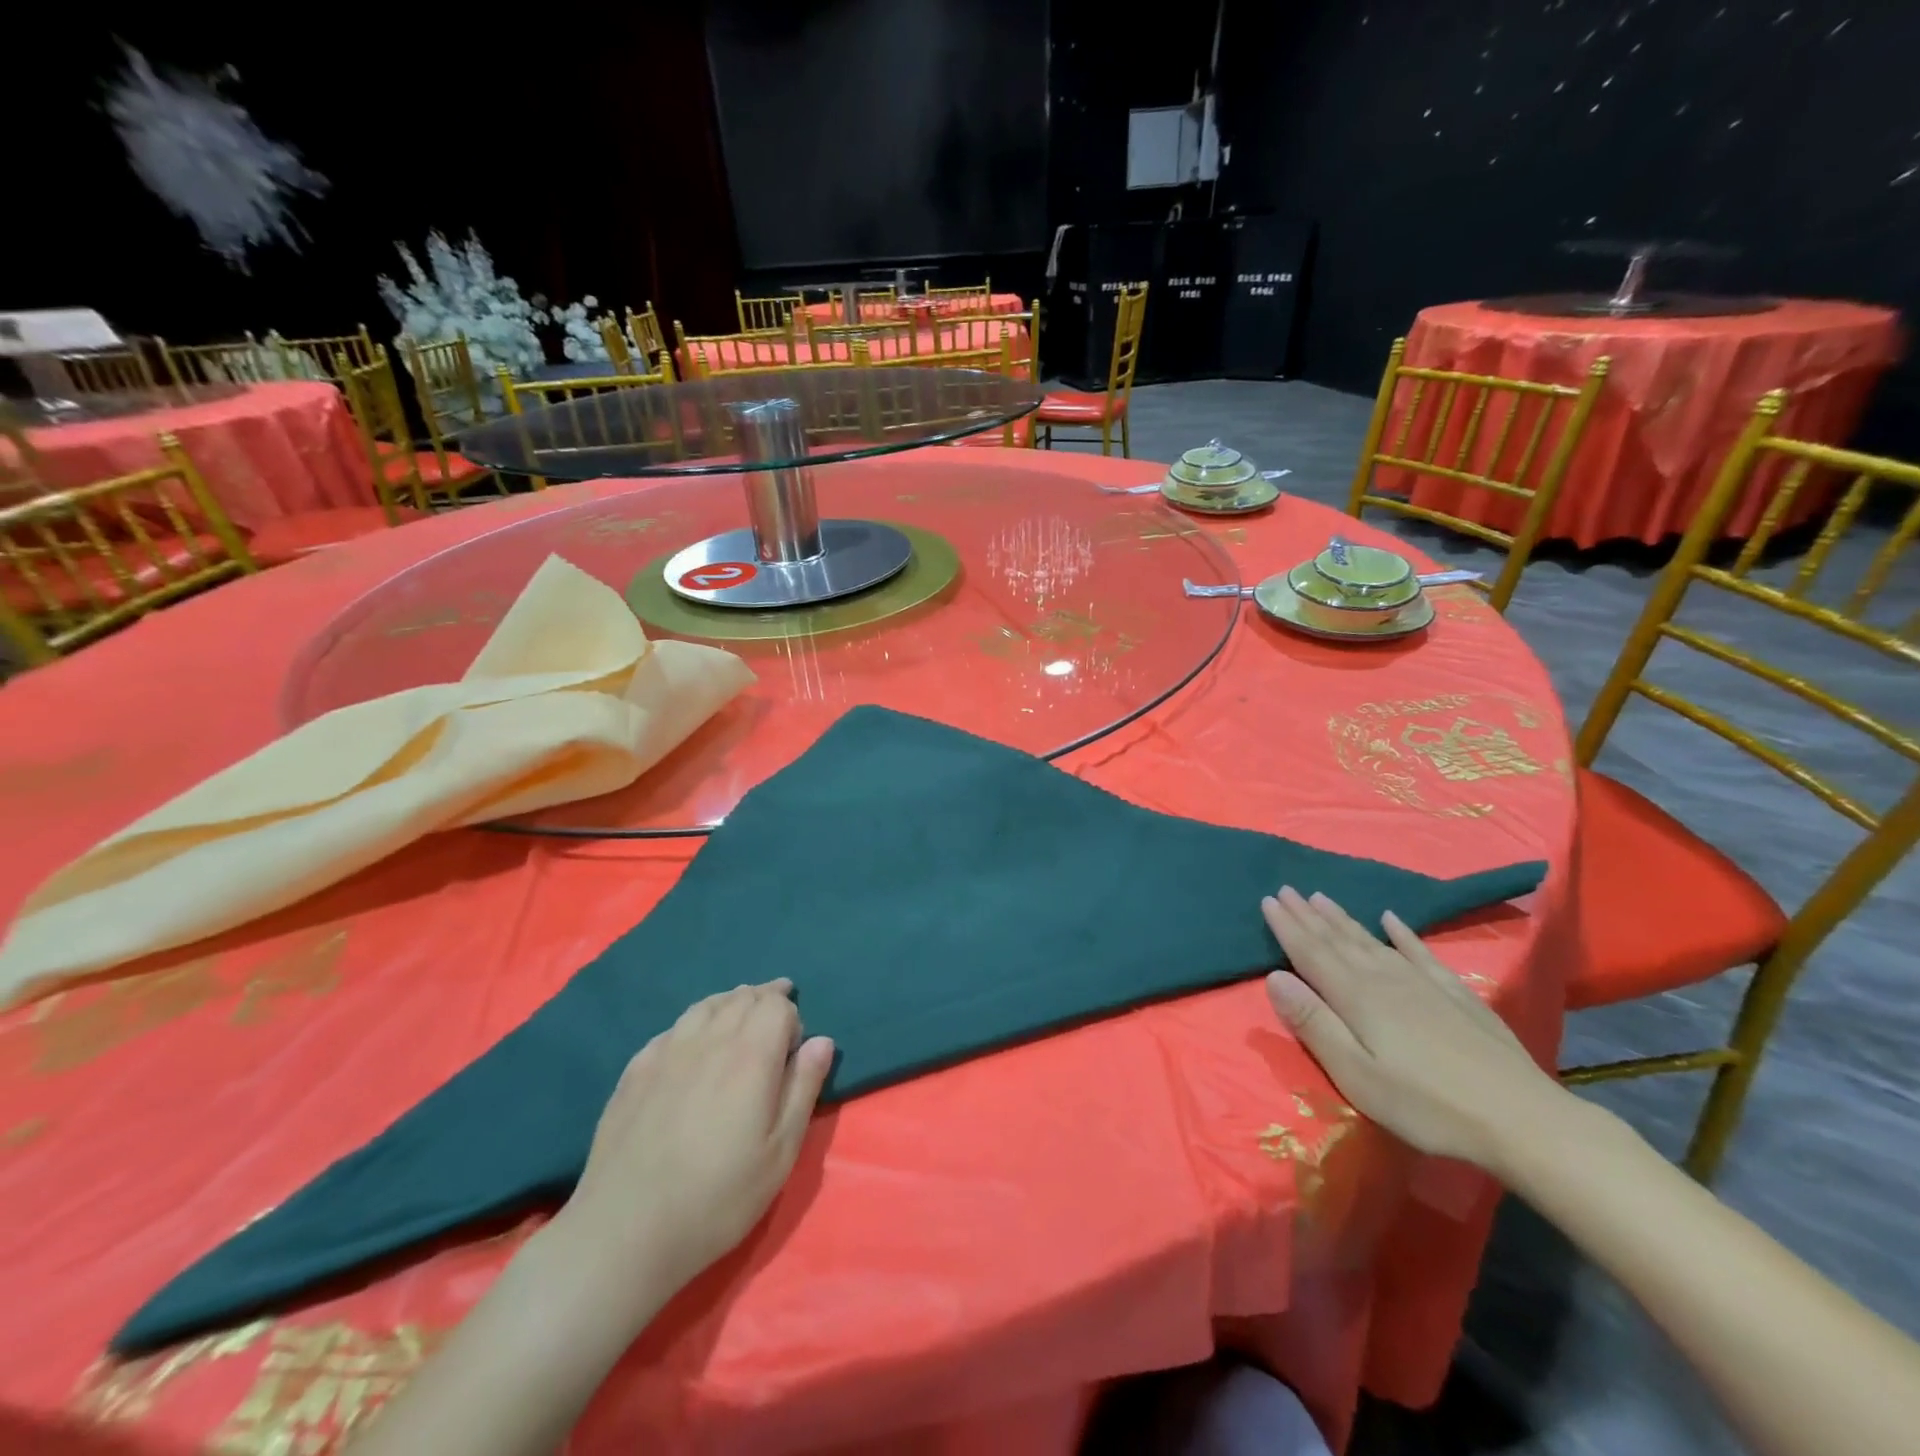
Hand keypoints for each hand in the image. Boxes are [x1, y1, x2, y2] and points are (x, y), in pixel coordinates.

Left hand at [555, 980, 834, 1300]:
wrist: (625, 1231)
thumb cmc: (717, 1197)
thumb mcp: (780, 1152)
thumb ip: (803, 1088)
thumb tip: (822, 1041)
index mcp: (751, 1054)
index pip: (777, 1006)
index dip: (792, 1019)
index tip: (794, 1051)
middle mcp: (709, 1039)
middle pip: (742, 997)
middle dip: (764, 999)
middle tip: (775, 1016)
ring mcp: (667, 1051)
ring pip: (706, 1006)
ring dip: (730, 1004)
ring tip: (740, 1014)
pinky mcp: (635, 1069)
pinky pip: (673, 1028)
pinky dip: (694, 1023)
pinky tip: (693, 1043)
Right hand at [1261, 886, 1569, 1174]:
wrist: (1522, 1120)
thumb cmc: (1426, 1105)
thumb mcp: (1357, 1075)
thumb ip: (1314, 1024)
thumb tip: (1274, 977)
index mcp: (1356, 998)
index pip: (1311, 953)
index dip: (1287, 927)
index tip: (1267, 900)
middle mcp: (1385, 979)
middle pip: (1338, 941)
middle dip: (1309, 915)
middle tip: (1286, 890)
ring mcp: (1423, 984)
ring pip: (1371, 940)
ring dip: (1343, 919)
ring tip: (1321, 898)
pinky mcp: (1456, 996)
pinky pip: (1420, 952)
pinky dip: (1402, 933)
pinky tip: (1391, 919)